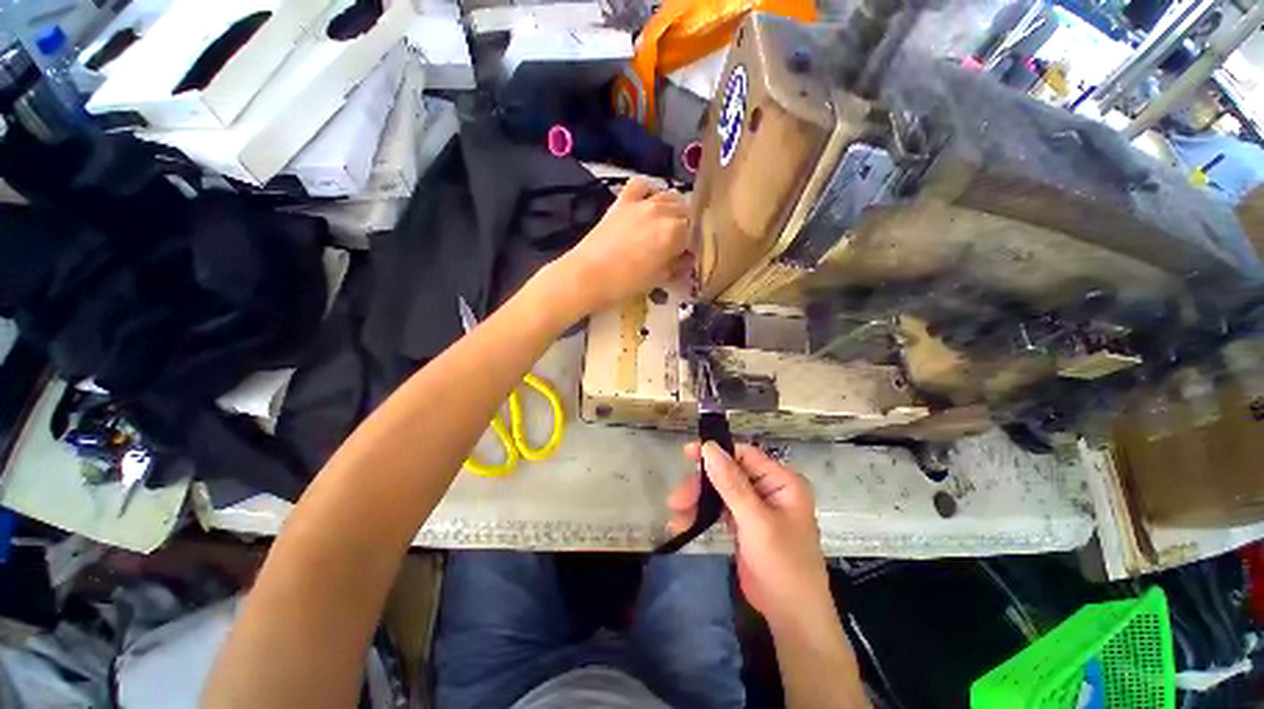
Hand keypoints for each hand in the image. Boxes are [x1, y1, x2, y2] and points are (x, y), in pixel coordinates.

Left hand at [551, 177, 690, 314]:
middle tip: (681, 245)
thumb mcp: (657, 280)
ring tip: (669, 224)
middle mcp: (662, 212)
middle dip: (688, 227)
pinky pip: (641, 185)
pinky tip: (648, 202)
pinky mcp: (622, 201)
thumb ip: (677, 268)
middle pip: (686, 212)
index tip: (691, 258)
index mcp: (675, 234)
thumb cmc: (624, 284)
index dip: (697, 246)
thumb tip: (686, 262)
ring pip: (669, 196)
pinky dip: (648, 191)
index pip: (698, 234)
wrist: (586, 276)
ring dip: (674, 209)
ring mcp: (641, 203)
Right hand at [668, 442, 830, 628]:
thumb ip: (732, 483)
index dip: (715, 452)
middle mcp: (769, 489)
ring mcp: (756, 507)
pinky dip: (702, 515)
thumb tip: (709, 447)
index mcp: (781, 481)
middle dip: (701, 485)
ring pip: (720, 492)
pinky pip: (720, 511)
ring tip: (675, 516)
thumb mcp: (756, 521)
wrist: (792, 617)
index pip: (744, 455)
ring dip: (697, 501)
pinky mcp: (744, 524)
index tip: (687, 454)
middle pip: (728, 474)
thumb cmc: (783, 564)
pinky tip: (683, 523)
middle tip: (676, 499)